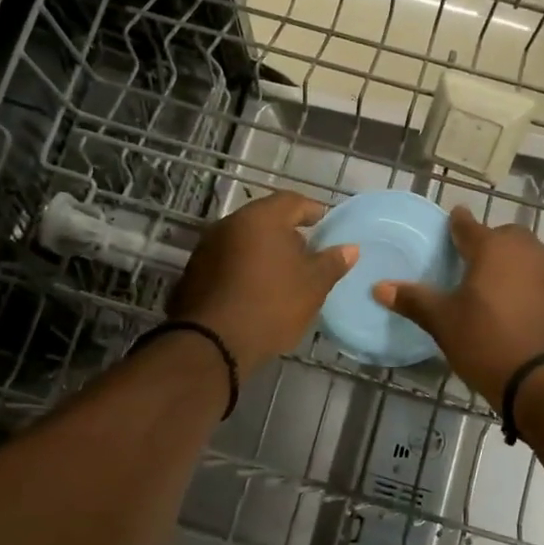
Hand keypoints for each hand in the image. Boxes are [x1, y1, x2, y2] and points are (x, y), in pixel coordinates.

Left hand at [169, 191, 356, 370]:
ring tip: (283, 275)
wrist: (212, 343)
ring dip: (264, 252)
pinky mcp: (194, 272)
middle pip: (265, 219)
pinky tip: (256, 290)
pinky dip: (244, 269)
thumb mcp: (313, 286)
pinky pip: (227, 261)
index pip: (292, 201)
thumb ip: (332, 263)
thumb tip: (350, 248)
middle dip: (287, 234)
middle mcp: (230, 224)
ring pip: (244, 241)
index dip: (312, 211)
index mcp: (261, 218)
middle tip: (307, 253)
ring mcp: (207, 248)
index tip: (325, 224)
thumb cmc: (271, 305)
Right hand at [373, 207, 543, 400]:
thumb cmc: (489, 342)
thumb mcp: (445, 323)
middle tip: (471, 263)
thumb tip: (379, 287)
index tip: (451, 222)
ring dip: (512, 263)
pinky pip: (543, 277)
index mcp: (493, 247)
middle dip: (488, 243)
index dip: (456, 223)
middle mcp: (527, 249)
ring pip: (527, 255)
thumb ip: (414, 300)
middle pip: (504, 236)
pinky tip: (520, 307)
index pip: (468, 225)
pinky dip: (530, 284)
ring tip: (495, 287)